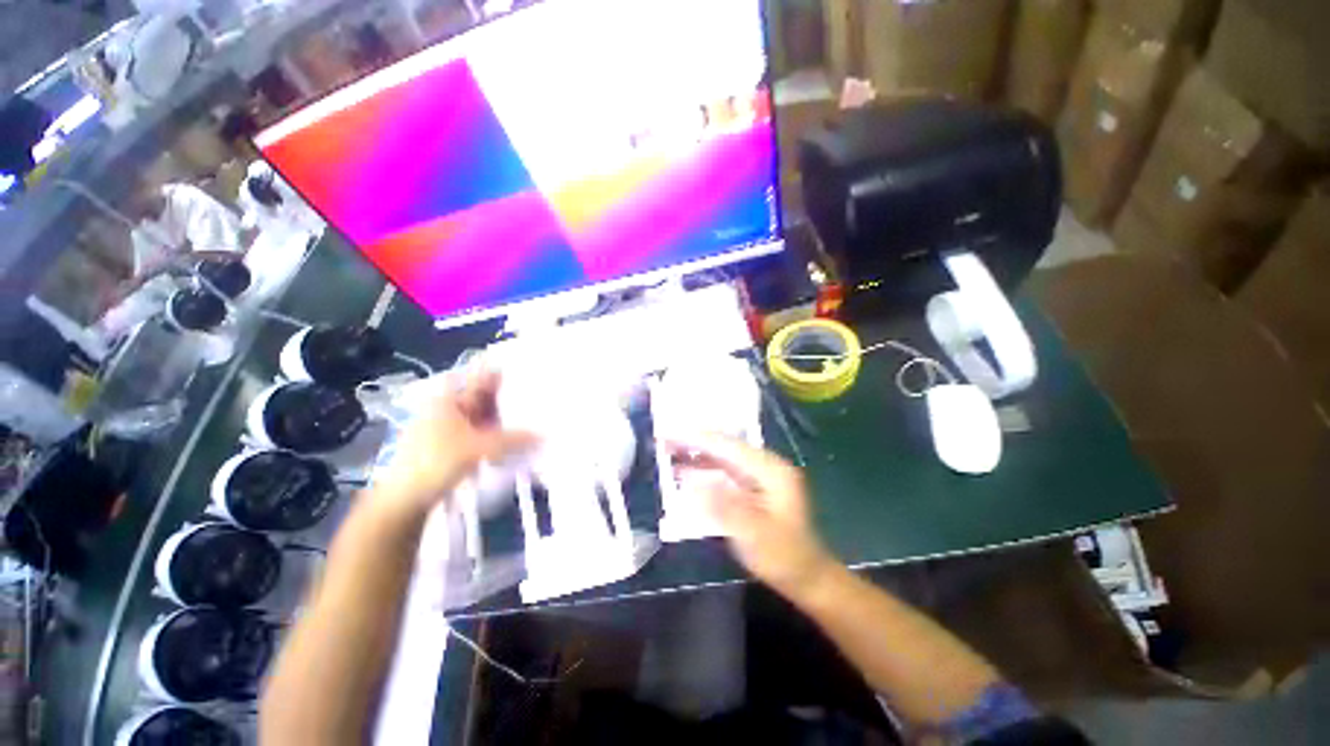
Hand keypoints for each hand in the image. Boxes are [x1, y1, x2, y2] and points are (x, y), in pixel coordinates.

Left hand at [375, 370, 535, 517]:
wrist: (405, 499)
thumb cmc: (437, 462)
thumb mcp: (479, 448)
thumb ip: (513, 439)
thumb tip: (543, 435)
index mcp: (450, 400)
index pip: (479, 378)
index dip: (500, 371)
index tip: (525, 369)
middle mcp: (449, 409)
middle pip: (483, 397)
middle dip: (508, 396)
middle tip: (536, 393)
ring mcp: (450, 429)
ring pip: (484, 417)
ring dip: (505, 417)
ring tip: (532, 415)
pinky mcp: (454, 447)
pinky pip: (481, 434)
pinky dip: (497, 434)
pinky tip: (515, 438)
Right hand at [668, 434, 835, 598]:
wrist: (808, 578)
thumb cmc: (784, 558)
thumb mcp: (754, 535)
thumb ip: (722, 506)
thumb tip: (691, 481)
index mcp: (771, 470)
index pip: (728, 446)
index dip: (696, 439)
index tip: (669, 433)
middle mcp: (766, 466)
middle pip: (724, 447)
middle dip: (693, 443)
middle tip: (663, 440)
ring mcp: (760, 476)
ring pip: (722, 458)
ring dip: (696, 455)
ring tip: (668, 452)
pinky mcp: (753, 488)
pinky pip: (724, 472)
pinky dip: (704, 471)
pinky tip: (686, 473)